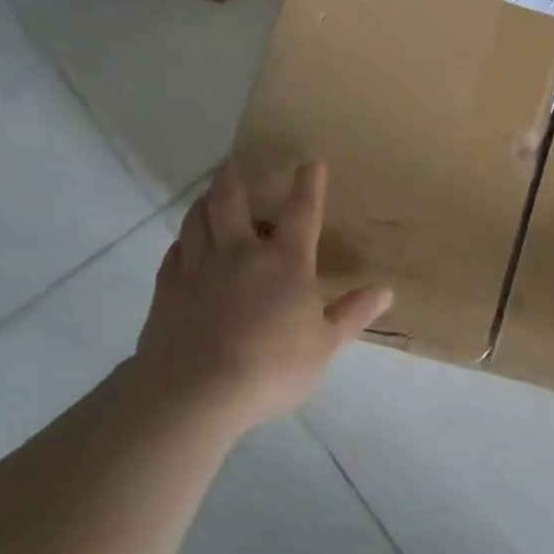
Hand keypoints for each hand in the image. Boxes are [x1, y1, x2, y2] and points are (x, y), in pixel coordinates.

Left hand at [129, 160, 391, 433]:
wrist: (196, 391)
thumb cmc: (272, 366)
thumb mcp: (324, 344)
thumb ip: (353, 313)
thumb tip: (385, 291)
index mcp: (286, 261)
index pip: (302, 211)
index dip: (309, 184)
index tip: (312, 163)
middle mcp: (241, 252)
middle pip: (232, 201)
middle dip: (235, 178)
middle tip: (235, 164)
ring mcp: (199, 267)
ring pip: (197, 219)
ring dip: (205, 201)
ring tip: (210, 194)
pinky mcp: (168, 288)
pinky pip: (175, 251)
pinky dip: (183, 240)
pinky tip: (185, 244)